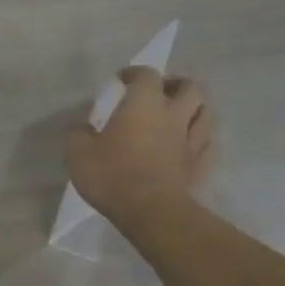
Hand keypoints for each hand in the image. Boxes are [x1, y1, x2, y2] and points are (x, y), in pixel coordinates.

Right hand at [65, 70, 213, 232]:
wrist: (150, 211)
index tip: (122, 79)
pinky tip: (188, 145)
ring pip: (206, 113)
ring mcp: (191, 142)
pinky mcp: (199, 166)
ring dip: (194, 109)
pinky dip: (200, 140)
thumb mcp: (78, 153)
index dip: (134, 73)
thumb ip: (78, 134)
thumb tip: (83, 128)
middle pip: (190, 88)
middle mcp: (173, 116)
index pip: (146, 76)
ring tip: (179, 116)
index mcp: (144, 105)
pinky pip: (207, 145)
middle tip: (160, 92)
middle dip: (176, 85)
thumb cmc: (112, 175)